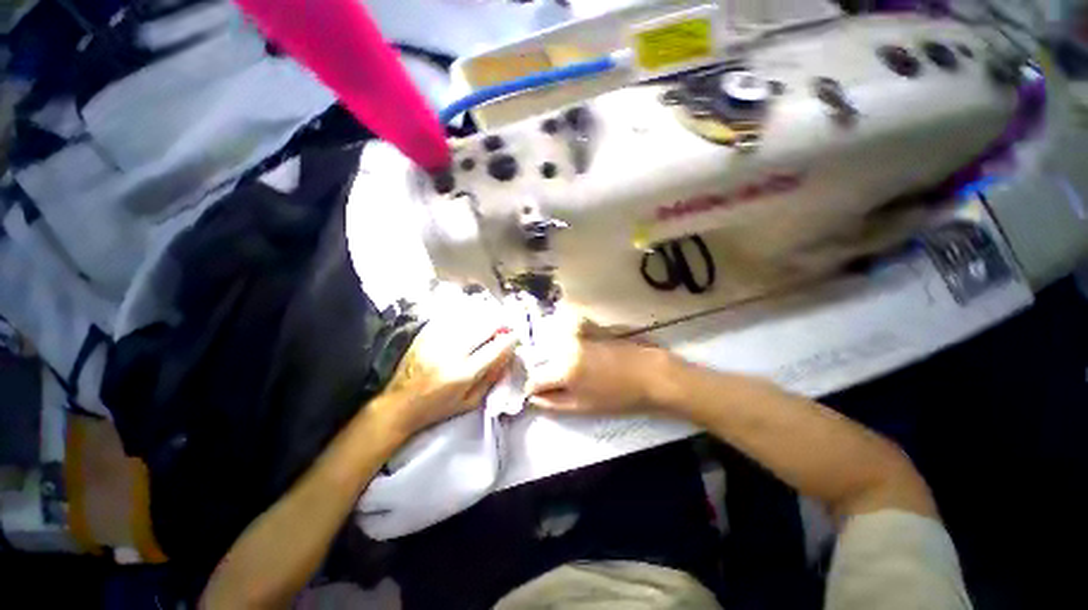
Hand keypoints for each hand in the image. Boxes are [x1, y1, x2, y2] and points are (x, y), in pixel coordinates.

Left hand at [379, 289, 516, 436]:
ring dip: (485, 317)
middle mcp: (451, 353)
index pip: (495, 349)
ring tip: (491, 321)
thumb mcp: (470, 402)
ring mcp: (437, 341)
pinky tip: (471, 318)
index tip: (515, 336)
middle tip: (505, 326)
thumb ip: (491, 379)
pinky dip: (465, 316)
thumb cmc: (438, 408)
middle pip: (483, 327)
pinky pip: (451, 318)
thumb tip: (506, 356)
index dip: (509, 340)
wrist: (399, 404)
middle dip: (499, 324)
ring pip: (469, 318)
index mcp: (463, 374)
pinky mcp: (425, 335)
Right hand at [524, 311, 667, 414]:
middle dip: (545, 374)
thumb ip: (553, 403)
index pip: (534, 378)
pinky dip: (566, 347)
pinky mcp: (587, 327)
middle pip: (542, 361)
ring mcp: (577, 334)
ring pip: (553, 348)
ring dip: (555, 360)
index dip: (534, 389)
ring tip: (574, 372)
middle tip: (560, 385)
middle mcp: (566, 346)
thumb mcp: (583, 407)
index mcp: (563, 368)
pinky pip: (567, 337)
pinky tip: (582, 357)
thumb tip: (533, 398)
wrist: (650, 373)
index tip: (540, 394)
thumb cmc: (618, 396)